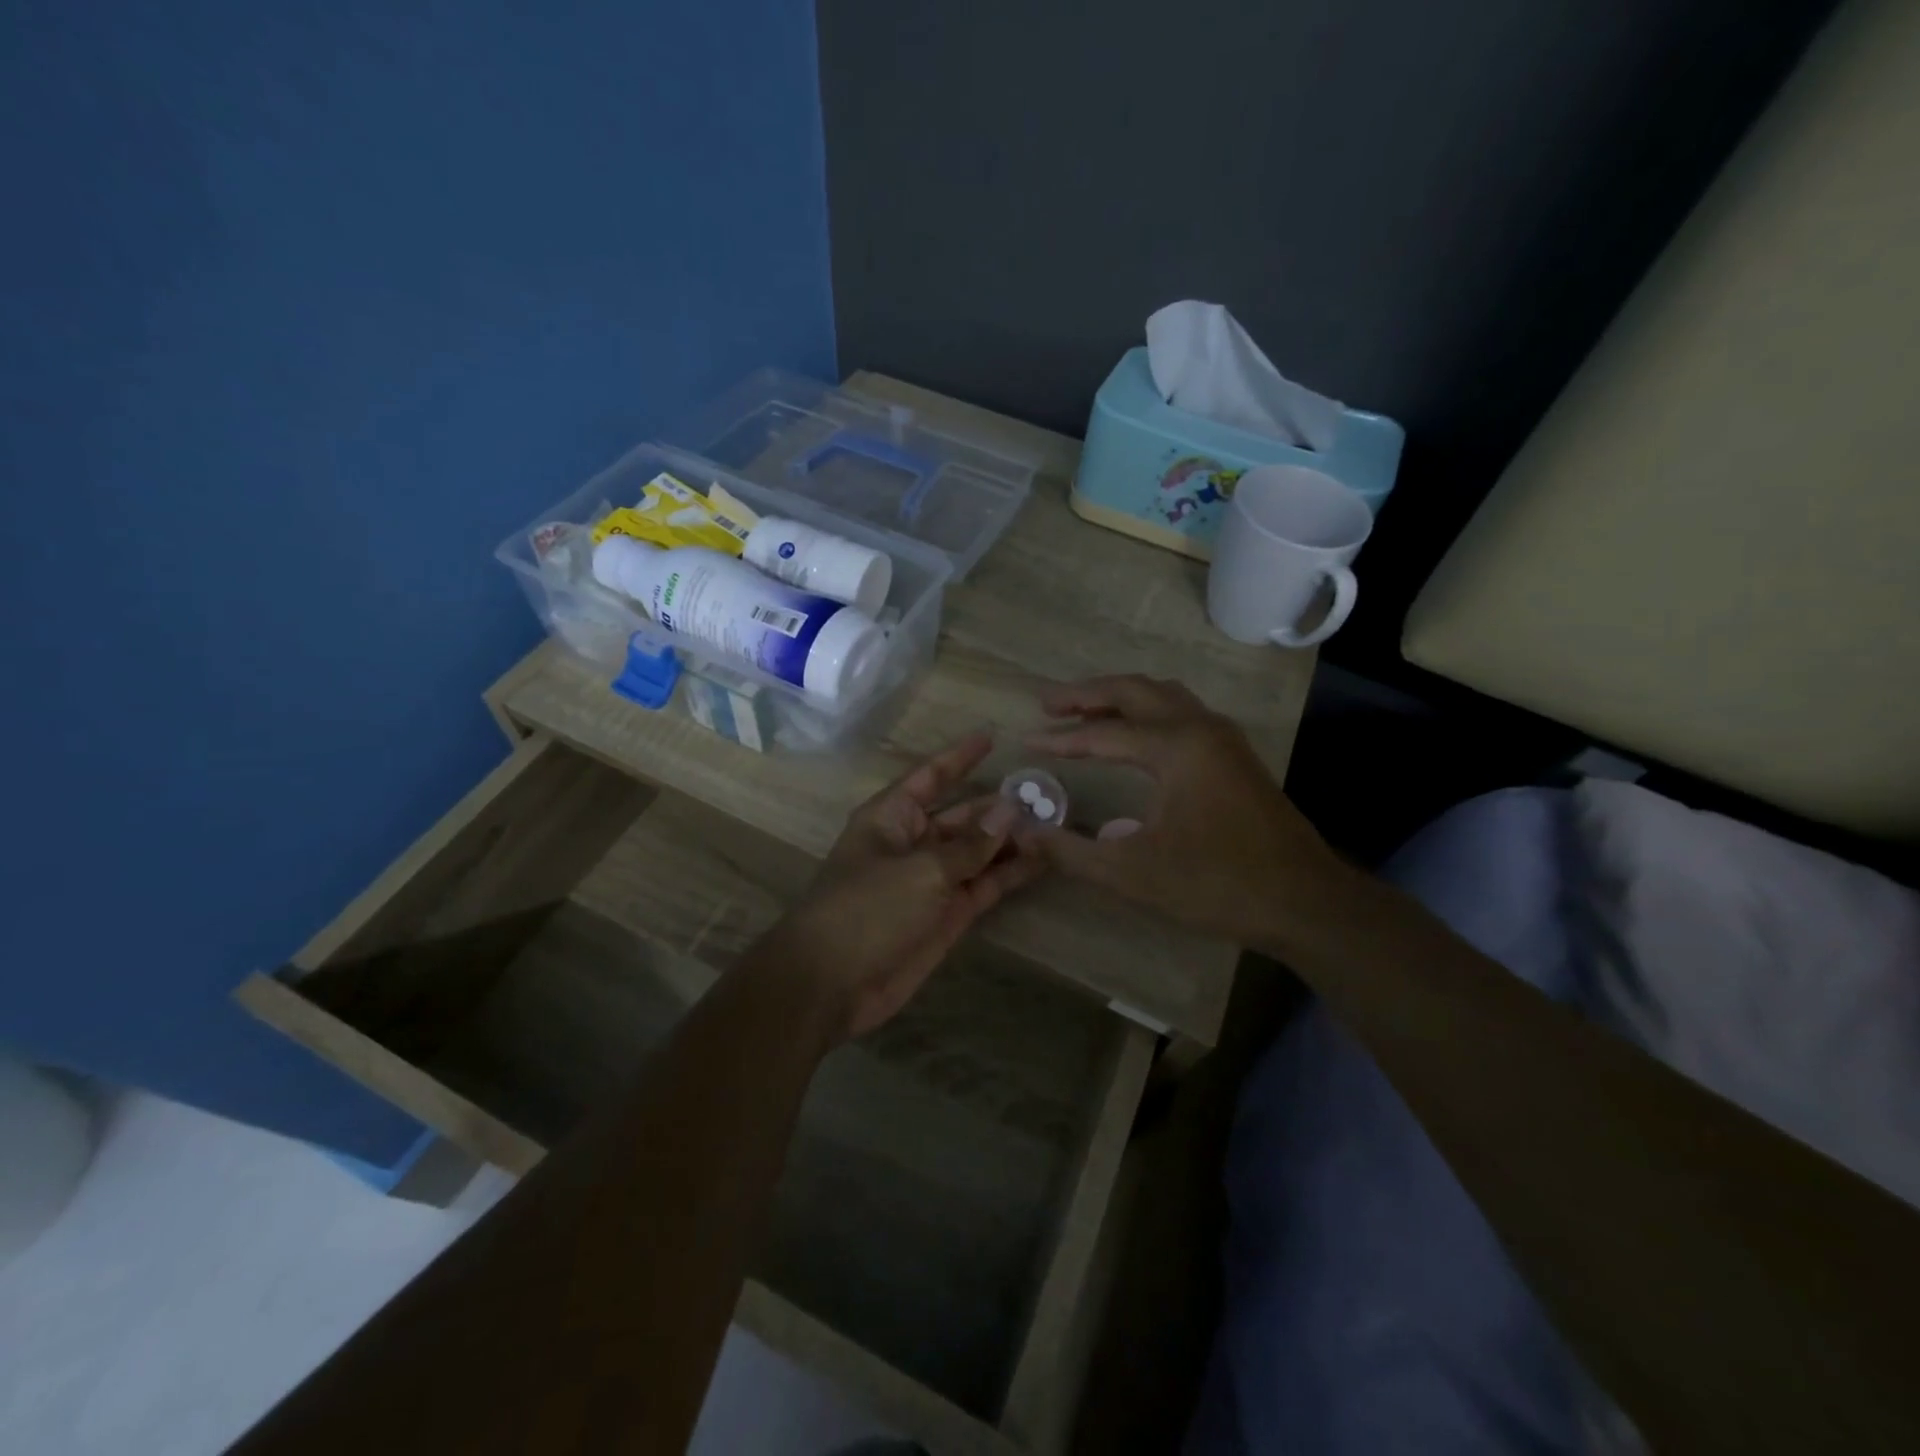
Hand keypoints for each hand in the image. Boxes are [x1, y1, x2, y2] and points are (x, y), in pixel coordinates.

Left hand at [765, 732, 1045, 1041]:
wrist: (832, 984)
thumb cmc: (865, 910)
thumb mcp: (920, 871)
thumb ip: (969, 845)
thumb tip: (1009, 811)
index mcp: (892, 817)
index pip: (930, 776)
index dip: (960, 757)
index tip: (992, 737)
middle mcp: (913, 843)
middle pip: (963, 815)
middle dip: (1000, 806)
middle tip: (1047, 795)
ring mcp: (932, 881)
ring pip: (979, 852)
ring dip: (1012, 840)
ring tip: (1056, 825)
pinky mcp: (948, 915)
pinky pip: (983, 885)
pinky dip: (1010, 874)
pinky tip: (1043, 861)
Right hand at [1015, 675, 1353, 951]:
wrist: (1305, 902)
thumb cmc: (1217, 885)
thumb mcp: (1132, 873)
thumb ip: (1071, 850)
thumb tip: (1023, 831)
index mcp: (1176, 747)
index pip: (1103, 733)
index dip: (1060, 738)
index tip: (1025, 740)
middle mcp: (1200, 728)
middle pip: (1135, 691)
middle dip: (1087, 694)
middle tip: (1047, 703)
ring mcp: (1223, 738)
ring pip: (1163, 696)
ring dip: (1121, 697)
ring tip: (1084, 712)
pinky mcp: (1235, 756)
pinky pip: (1182, 713)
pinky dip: (1148, 712)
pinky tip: (1135, 737)